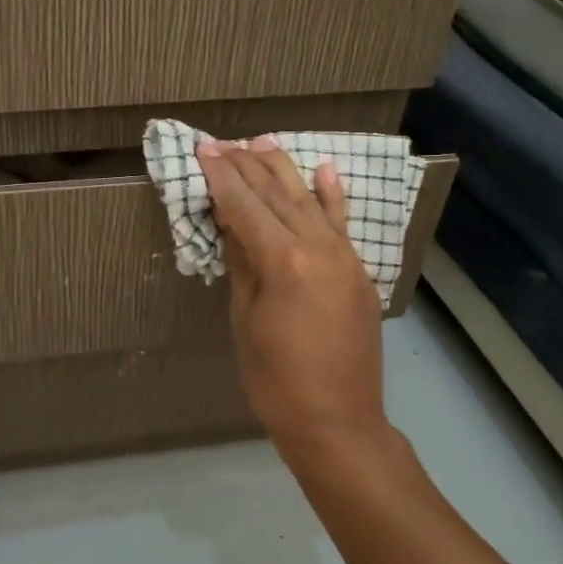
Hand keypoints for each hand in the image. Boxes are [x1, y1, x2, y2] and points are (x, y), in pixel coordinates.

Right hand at [197, 136, 404, 478]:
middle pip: (277, 195)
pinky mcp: (359, 272)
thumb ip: (242, 262)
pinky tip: (325, 170)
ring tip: (262, 141)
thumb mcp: (245, 318)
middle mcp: (319, 247)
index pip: (245, 205)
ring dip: (283, 169)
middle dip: (247, 165)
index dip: (221, 176)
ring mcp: (345, 257)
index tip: (203, 149)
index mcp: (284, 261)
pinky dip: (332, 196)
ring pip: (309, 200)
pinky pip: (343, 224)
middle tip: (223, 142)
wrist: (337, 422)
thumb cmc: (274, 379)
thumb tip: (230, 220)